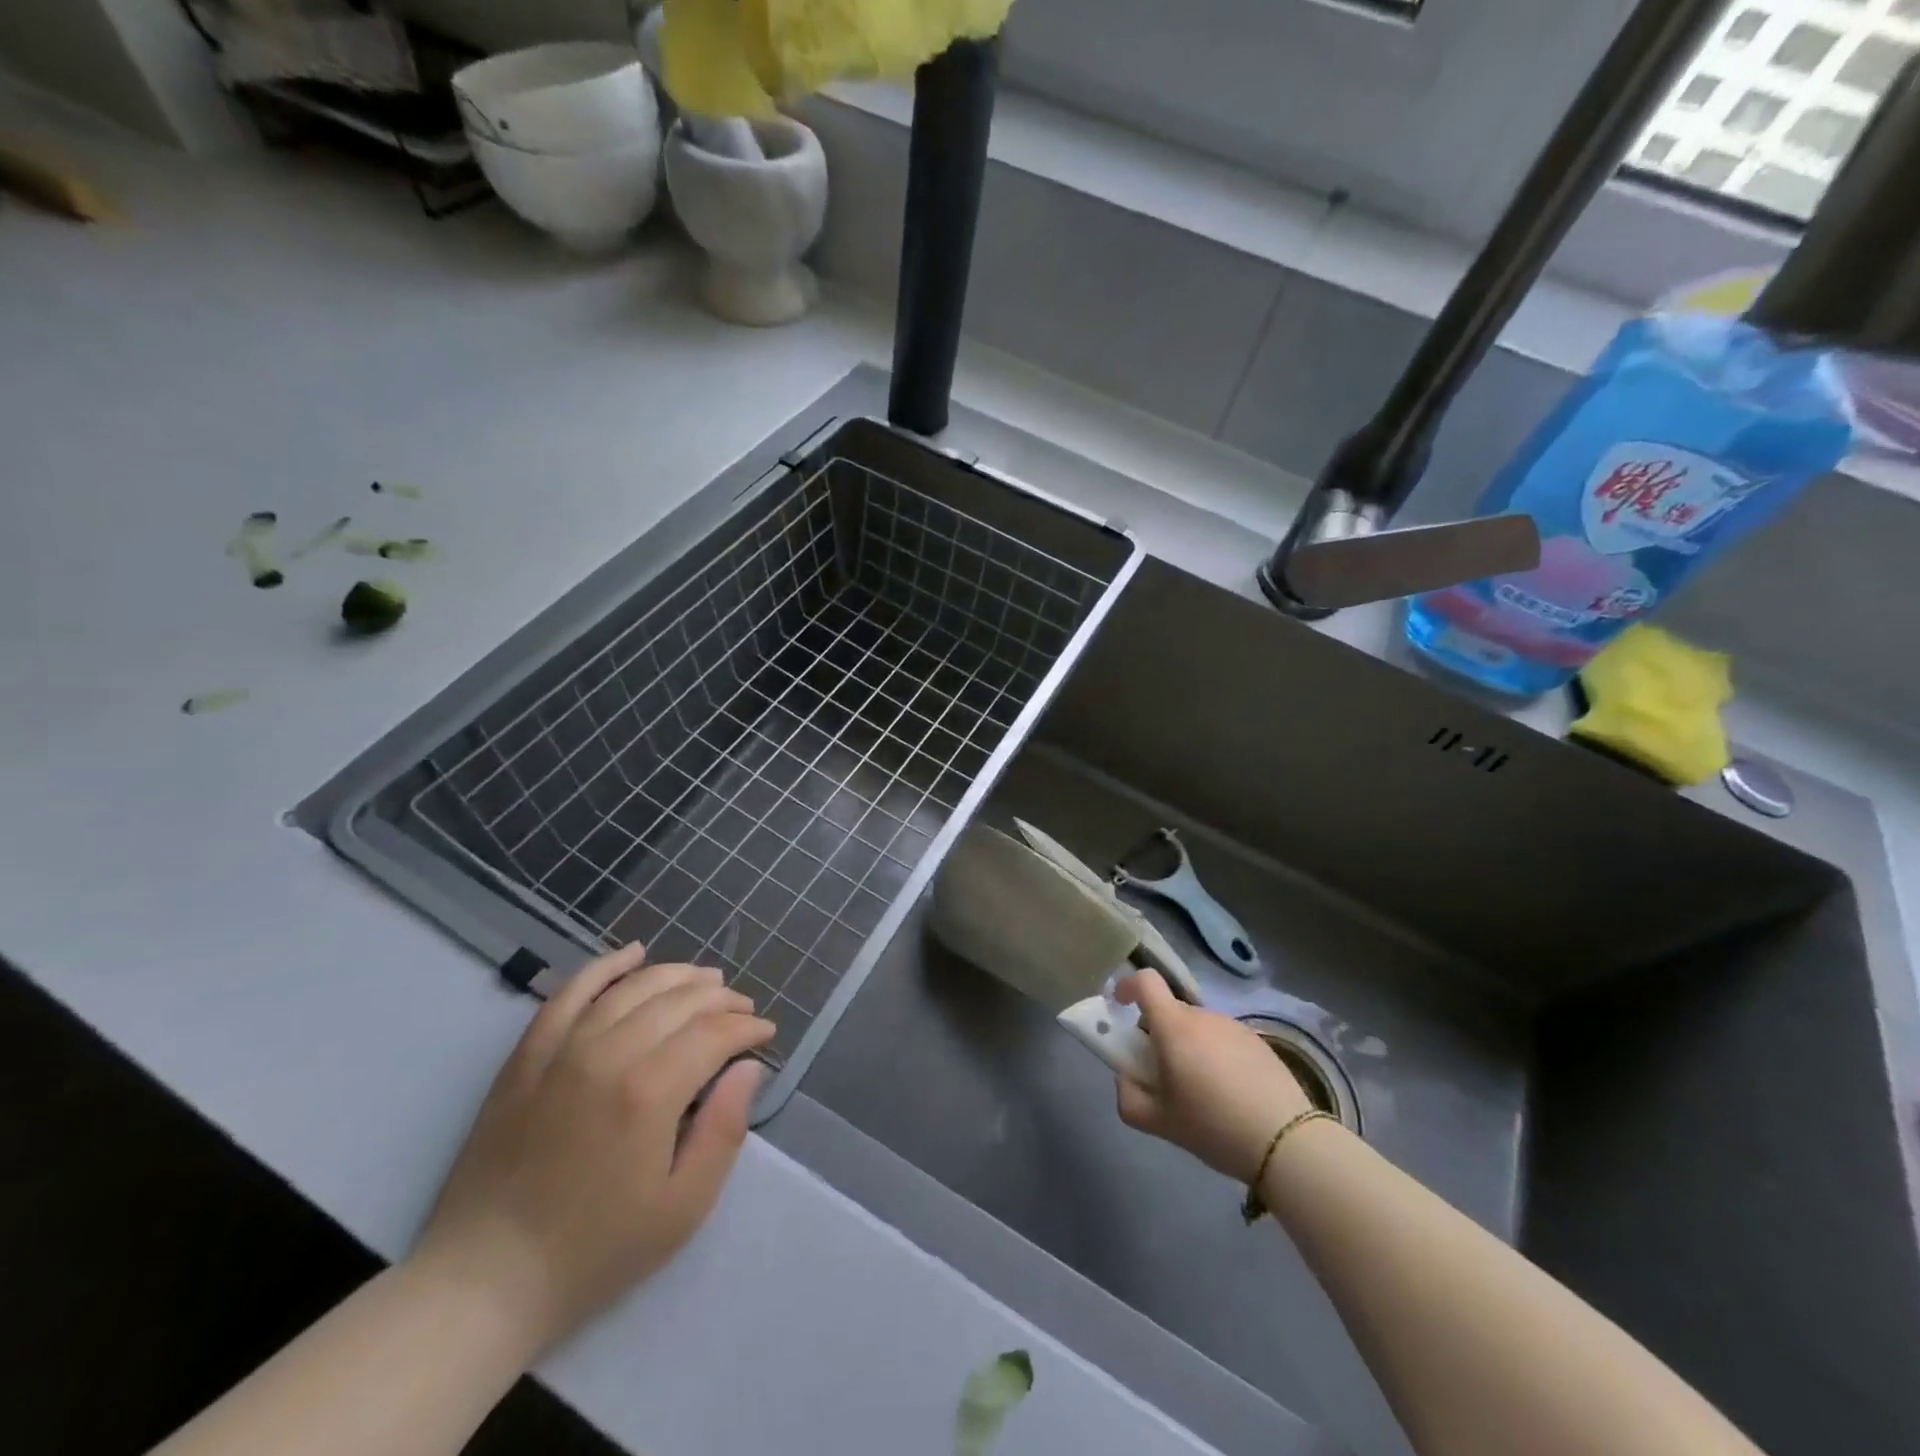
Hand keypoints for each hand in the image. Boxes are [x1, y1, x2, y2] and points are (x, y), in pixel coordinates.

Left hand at [410, 945, 774, 1354]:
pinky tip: (633, 952)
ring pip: (633, 987)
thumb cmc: (595, 1252)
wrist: (484, 1281)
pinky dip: (605, 966)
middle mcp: (609, 1054)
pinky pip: (570, 993)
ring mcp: (562, 1050)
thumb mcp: (682, 1208)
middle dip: (721, 999)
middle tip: (742, 1009)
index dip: (747, 1027)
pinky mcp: (527, 1057)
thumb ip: (724, 1130)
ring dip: (677, 975)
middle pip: (679, 1002)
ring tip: (706, 980)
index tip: (765, 1033)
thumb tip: (748, 1069)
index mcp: (650, 1091)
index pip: (714, 1034)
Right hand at [1113, 970, 1314, 1182]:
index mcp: (1174, 1026)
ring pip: (1197, 1027)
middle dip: (1157, 1034)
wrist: (1286, 1141)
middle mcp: (1203, 1016)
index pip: (1146, 981)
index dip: (1128, 986)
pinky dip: (1215, 1056)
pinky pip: (1223, 1039)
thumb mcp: (1158, 1122)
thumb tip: (1126, 1077)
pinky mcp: (1258, 1042)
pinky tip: (1229, 1094)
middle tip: (1162, 1074)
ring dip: (1187, 1046)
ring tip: (1199, 1091)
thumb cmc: (1213, 1126)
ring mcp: (1233, 1026)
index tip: (1120, 1006)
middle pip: (1170, 1011)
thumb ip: (1128, 1096)